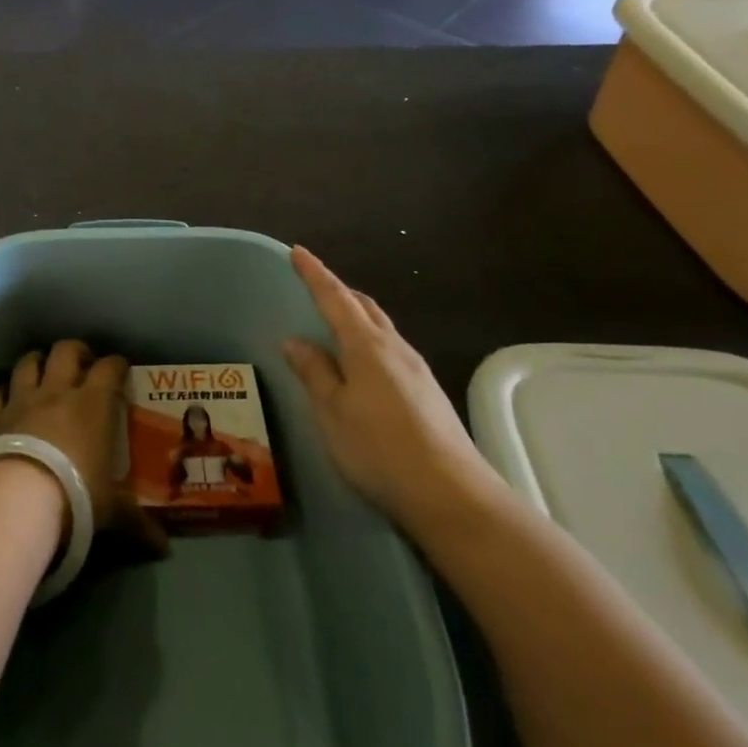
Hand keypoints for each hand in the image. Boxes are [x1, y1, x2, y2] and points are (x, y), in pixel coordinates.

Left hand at [0, 341, 167, 554]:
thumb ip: (136, 522)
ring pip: (27, 362)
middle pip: (66, 351)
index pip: (110, 368)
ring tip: (42, 369)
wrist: (18, 498)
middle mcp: (57, 391)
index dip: (117, 364)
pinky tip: (4, 398)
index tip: (122, 368)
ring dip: (36, 361)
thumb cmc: (76, 496)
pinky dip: (0, 392)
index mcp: (93, 404)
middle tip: (83, 362)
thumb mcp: (112, 511)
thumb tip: (164, 547)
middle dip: (76, 351)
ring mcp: (21, 400)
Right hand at [281, 247, 497, 536]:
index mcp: (367, 346)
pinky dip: (369, 342)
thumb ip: (315, 373)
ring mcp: (416, 369)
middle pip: (364, 307)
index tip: (297, 252)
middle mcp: (395, 348)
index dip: (315, 275)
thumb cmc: (379, 449)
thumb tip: (296, 341)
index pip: (336, 299)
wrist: (451, 494)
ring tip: (333, 323)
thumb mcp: (333, 412)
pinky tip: (361, 364)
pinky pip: (390, 350)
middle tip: (313, 287)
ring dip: (356, 316)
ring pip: (381, 328)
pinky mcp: (427, 392)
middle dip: (338, 292)